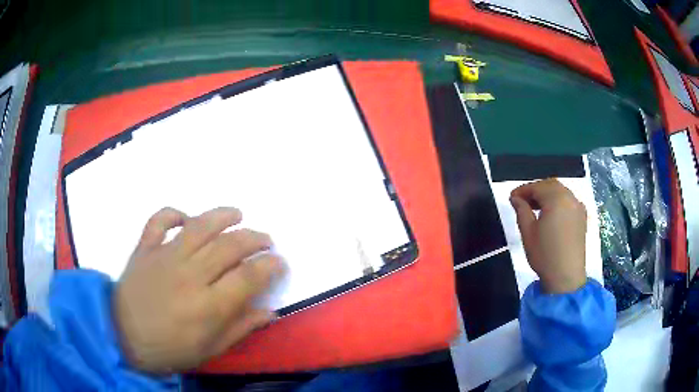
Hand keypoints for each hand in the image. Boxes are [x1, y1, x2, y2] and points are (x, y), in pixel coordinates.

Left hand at [113, 207, 283, 373]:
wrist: (123, 337)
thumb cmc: (169, 349)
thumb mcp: (210, 349)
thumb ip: (240, 328)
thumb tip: (269, 311)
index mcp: (208, 305)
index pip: (249, 276)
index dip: (271, 265)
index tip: (279, 263)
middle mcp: (189, 275)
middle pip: (229, 245)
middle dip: (255, 238)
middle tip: (266, 240)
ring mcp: (164, 256)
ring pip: (199, 225)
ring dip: (223, 215)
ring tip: (238, 214)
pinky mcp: (144, 248)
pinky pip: (159, 220)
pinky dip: (174, 213)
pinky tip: (186, 218)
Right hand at [510, 179, 586, 293]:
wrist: (566, 277)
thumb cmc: (544, 255)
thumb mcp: (528, 232)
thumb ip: (521, 210)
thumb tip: (515, 198)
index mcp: (556, 199)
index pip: (537, 186)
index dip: (523, 190)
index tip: (511, 198)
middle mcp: (570, 198)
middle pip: (551, 185)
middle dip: (536, 190)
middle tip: (523, 201)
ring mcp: (578, 207)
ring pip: (561, 192)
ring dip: (547, 195)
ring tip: (535, 208)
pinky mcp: (582, 217)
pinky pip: (569, 201)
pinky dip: (558, 202)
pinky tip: (552, 214)